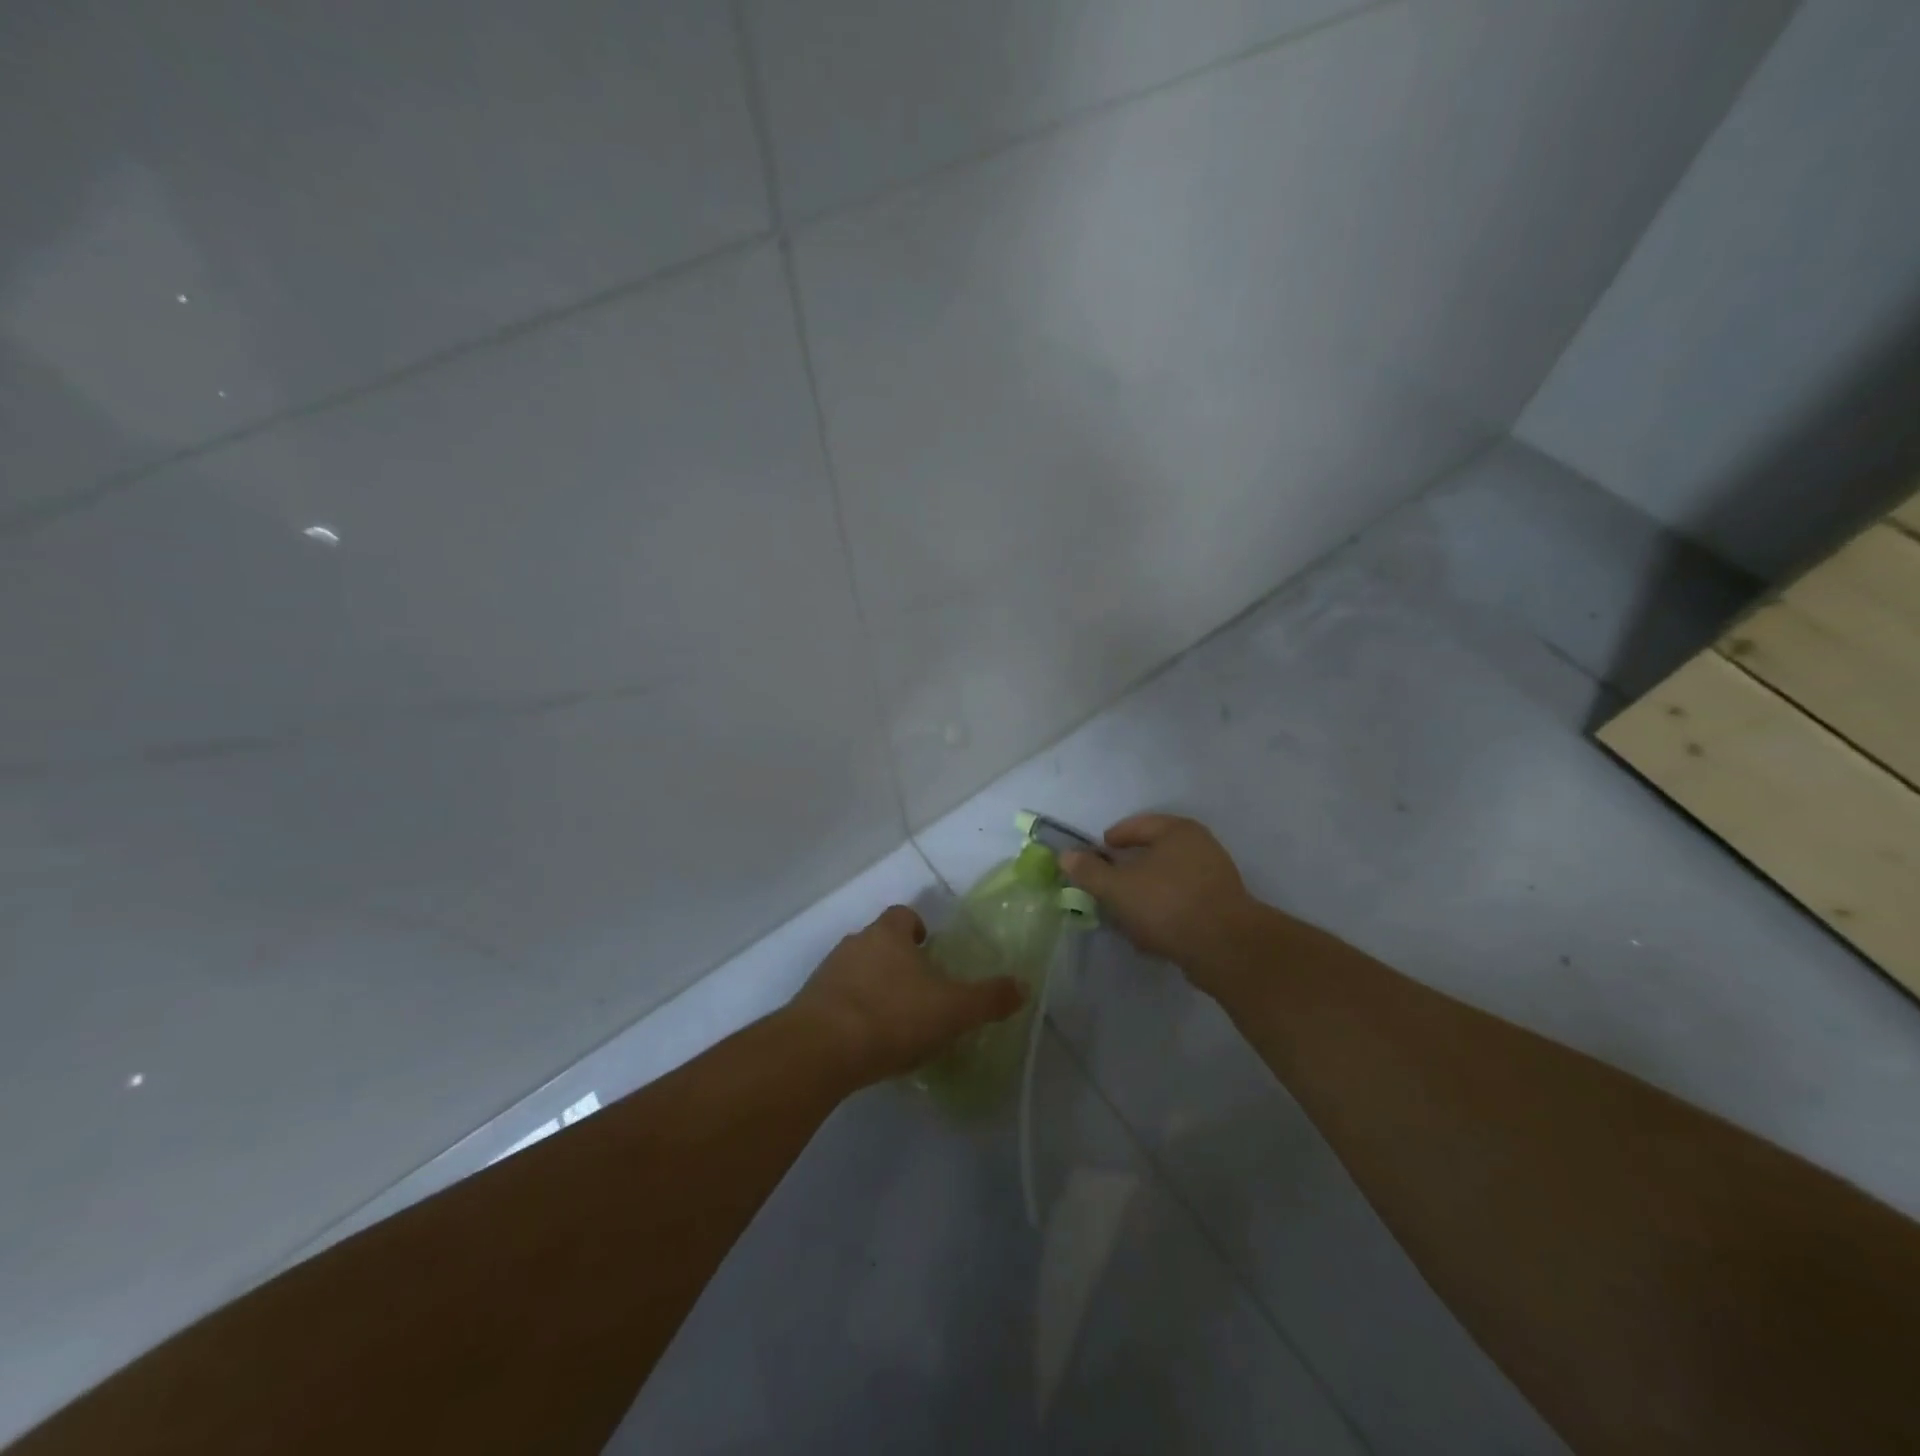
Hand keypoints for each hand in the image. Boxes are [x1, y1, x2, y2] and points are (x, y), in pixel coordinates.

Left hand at [787, 906, 1024, 1087]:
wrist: (821, 1049)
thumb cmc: (893, 1015)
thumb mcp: (953, 1009)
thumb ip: (989, 998)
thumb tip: (1023, 986)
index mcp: (889, 934)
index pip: (904, 915)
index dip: (918, 929)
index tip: (931, 951)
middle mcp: (855, 944)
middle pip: (879, 943)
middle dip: (898, 962)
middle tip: (920, 992)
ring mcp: (827, 973)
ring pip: (857, 971)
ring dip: (873, 988)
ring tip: (894, 1021)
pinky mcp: (809, 1005)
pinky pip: (837, 1001)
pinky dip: (852, 1013)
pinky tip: (867, 1042)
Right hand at [1059, 814, 1261, 985]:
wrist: (1225, 948)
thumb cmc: (1167, 905)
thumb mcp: (1117, 888)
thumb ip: (1089, 871)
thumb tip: (1066, 855)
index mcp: (1177, 830)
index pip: (1137, 825)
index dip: (1112, 839)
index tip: (1096, 854)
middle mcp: (1201, 846)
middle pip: (1154, 852)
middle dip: (1129, 868)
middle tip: (1107, 883)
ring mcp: (1216, 876)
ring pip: (1168, 879)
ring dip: (1146, 892)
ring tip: (1125, 911)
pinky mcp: (1222, 906)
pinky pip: (1183, 901)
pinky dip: (1164, 910)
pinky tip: (1150, 931)